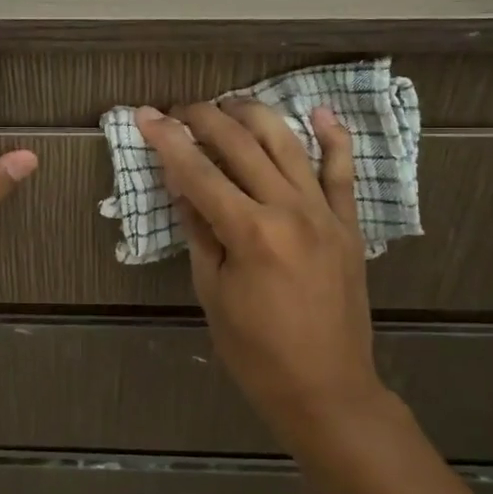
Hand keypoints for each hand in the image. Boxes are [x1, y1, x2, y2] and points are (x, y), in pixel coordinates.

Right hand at [135, 99, 387, 447]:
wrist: (326, 389)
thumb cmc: (256, 352)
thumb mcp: (212, 293)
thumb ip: (199, 232)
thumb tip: (183, 186)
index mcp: (250, 233)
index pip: (198, 172)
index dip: (167, 140)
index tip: (145, 115)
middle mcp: (289, 210)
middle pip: (241, 145)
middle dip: (205, 118)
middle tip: (180, 109)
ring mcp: (325, 213)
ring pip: (288, 144)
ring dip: (255, 115)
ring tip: (229, 104)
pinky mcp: (347, 224)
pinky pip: (343, 172)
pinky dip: (333, 138)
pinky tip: (318, 112)